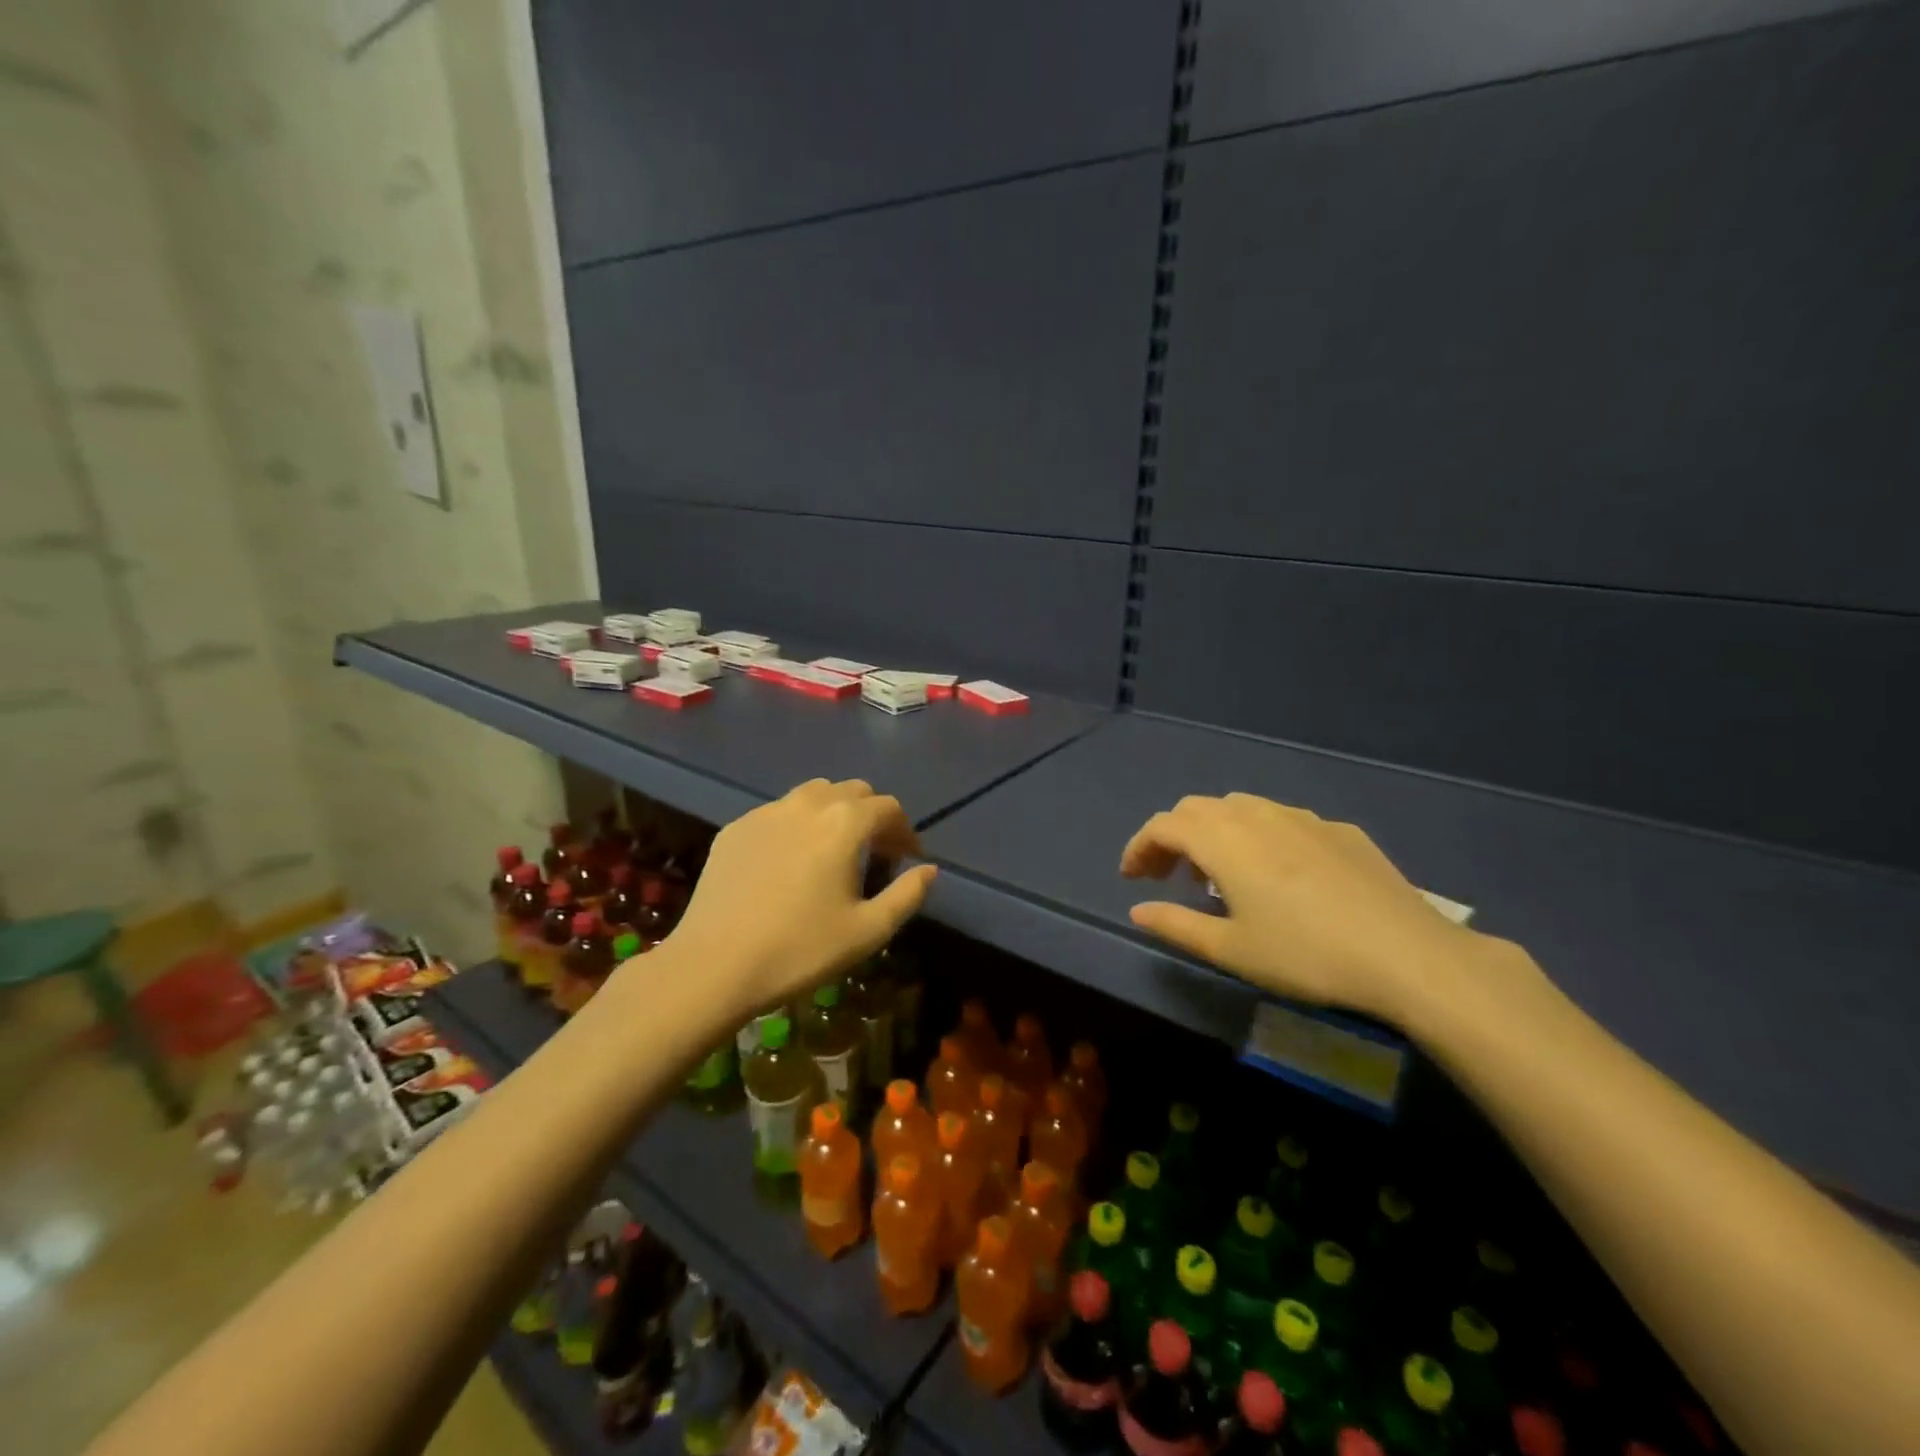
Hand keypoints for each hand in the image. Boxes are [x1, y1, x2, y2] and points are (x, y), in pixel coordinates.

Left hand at [658, 779, 937, 1021]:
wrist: (714, 965)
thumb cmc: (801, 950)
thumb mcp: (869, 931)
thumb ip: (908, 894)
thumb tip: (929, 869)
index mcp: (844, 823)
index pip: (888, 808)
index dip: (905, 831)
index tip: (907, 859)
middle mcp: (807, 804)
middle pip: (853, 791)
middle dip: (872, 816)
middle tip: (875, 854)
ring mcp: (765, 812)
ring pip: (813, 794)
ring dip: (834, 812)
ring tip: (833, 851)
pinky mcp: (735, 828)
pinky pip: (778, 812)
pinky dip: (797, 825)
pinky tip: (789, 863)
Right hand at [1120, 793, 1484, 1021]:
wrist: (1407, 954)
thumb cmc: (1306, 954)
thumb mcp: (1231, 949)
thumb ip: (1176, 925)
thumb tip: (1138, 910)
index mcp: (1223, 840)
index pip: (1163, 826)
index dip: (1139, 847)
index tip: (1132, 877)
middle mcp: (1256, 815)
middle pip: (1197, 808)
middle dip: (1172, 836)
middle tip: (1167, 874)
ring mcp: (1301, 817)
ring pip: (1239, 806)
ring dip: (1214, 831)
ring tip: (1218, 872)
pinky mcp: (1338, 829)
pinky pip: (1281, 819)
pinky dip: (1257, 835)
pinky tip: (1278, 872)